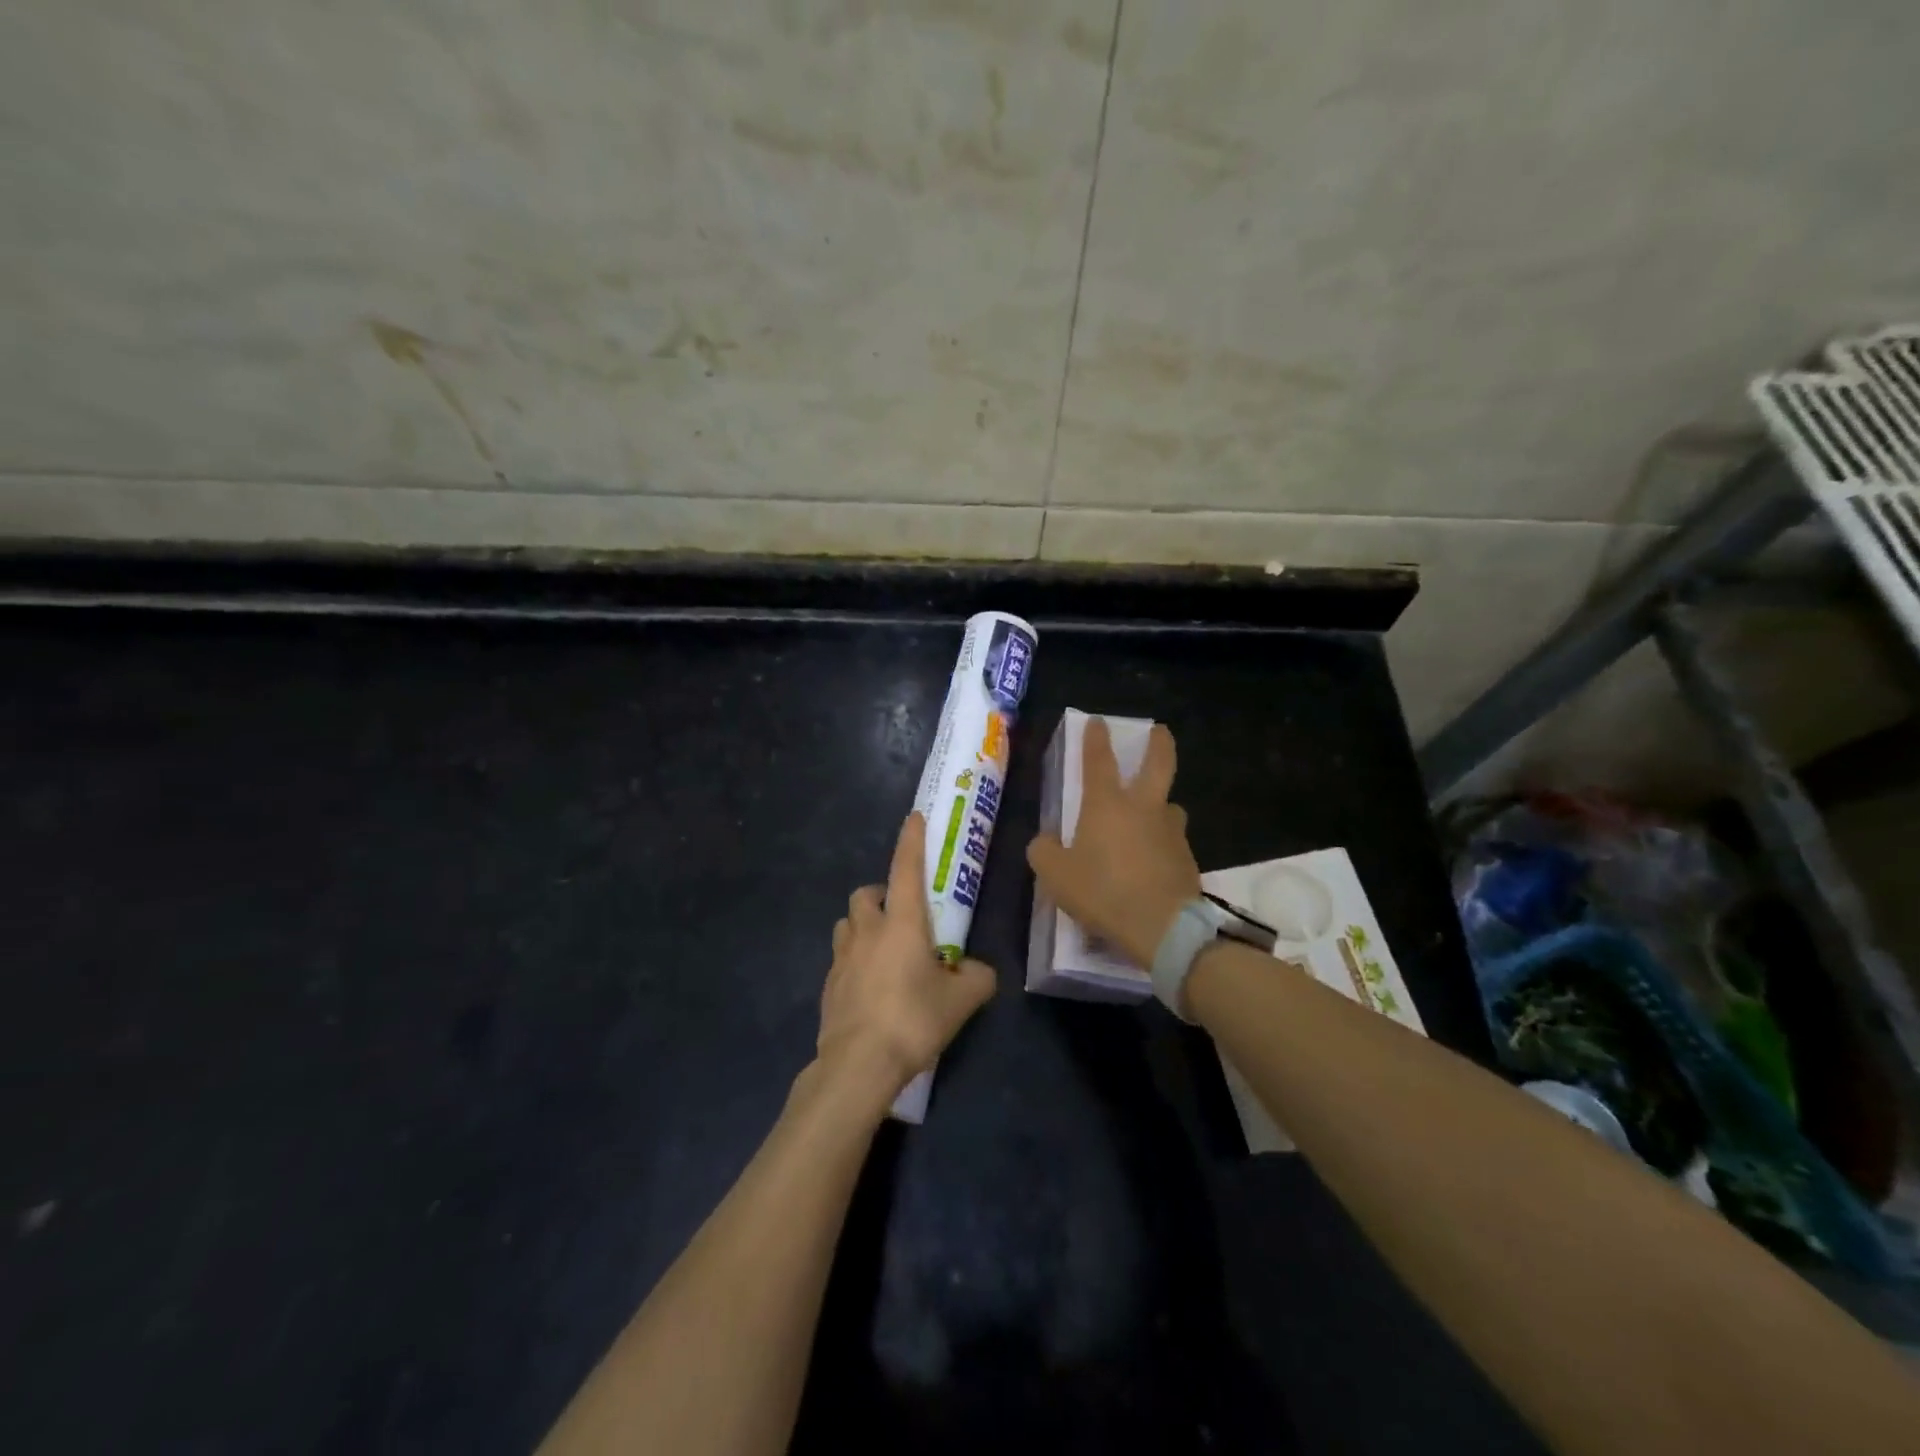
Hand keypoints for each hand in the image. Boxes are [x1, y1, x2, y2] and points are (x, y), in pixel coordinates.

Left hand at [817, 812, 996, 1103]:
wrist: (858, 1064)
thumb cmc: (913, 1020)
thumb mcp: (961, 1001)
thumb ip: (978, 978)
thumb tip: (980, 972)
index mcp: (902, 923)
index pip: (905, 868)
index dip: (911, 841)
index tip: (914, 818)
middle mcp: (868, 931)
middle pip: (866, 894)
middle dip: (881, 894)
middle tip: (901, 914)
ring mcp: (842, 957)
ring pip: (847, 924)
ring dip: (863, 925)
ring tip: (884, 949)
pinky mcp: (828, 985)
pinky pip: (841, 958)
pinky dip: (855, 960)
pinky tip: (871, 986)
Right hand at [1027, 718, 1200, 966]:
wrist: (1162, 927)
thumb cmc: (1103, 891)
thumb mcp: (1055, 875)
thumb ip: (1044, 852)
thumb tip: (1044, 842)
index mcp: (1107, 805)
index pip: (1099, 760)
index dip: (1096, 739)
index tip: (1098, 722)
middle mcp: (1143, 808)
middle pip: (1158, 764)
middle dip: (1159, 743)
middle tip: (1160, 731)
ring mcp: (1171, 832)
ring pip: (1170, 807)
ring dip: (1162, 804)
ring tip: (1152, 817)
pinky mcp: (1188, 859)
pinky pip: (1173, 842)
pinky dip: (1163, 844)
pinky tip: (1153, 863)